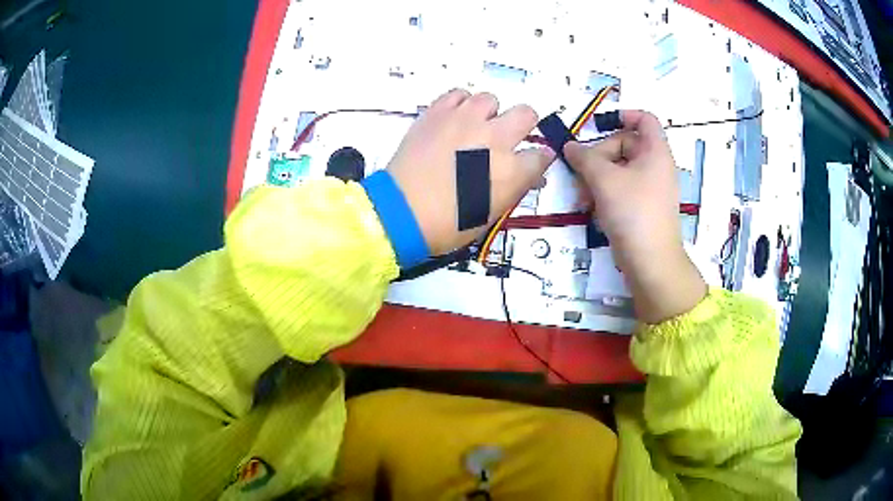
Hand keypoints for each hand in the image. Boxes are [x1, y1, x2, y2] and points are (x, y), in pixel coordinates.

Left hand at [387, 89, 553, 254]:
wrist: (400, 213)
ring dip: (488, 113)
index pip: (541, 155)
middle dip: (522, 125)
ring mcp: (464, 121)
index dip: (538, 158)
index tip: (531, 160)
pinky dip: (461, 103)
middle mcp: (493, 139)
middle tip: (507, 136)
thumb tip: (530, 175)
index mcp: (510, 170)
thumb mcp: (490, 215)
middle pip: (526, 114)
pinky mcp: (437, 112)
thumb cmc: (446, 224)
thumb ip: (514, 188)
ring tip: (475, 126)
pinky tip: (455, 118)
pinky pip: (458, 93)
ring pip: (490, 99)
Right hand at [564, 110, 706, 323]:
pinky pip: (621, 189)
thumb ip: (584, 157)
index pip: (644, 119)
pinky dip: (605, 193)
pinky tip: (591, 209)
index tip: (597, 125)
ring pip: (619, 170)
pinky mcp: (642, 207)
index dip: (622, 115)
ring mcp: (649, 188)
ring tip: (583, 197)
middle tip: (580, 172)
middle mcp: (655, 166)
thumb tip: (569, 146)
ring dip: (596, 178)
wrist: (651, 263)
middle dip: (598, 156)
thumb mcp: (604, 180)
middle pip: (624, 145)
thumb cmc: (633, 212)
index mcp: (655, 152)